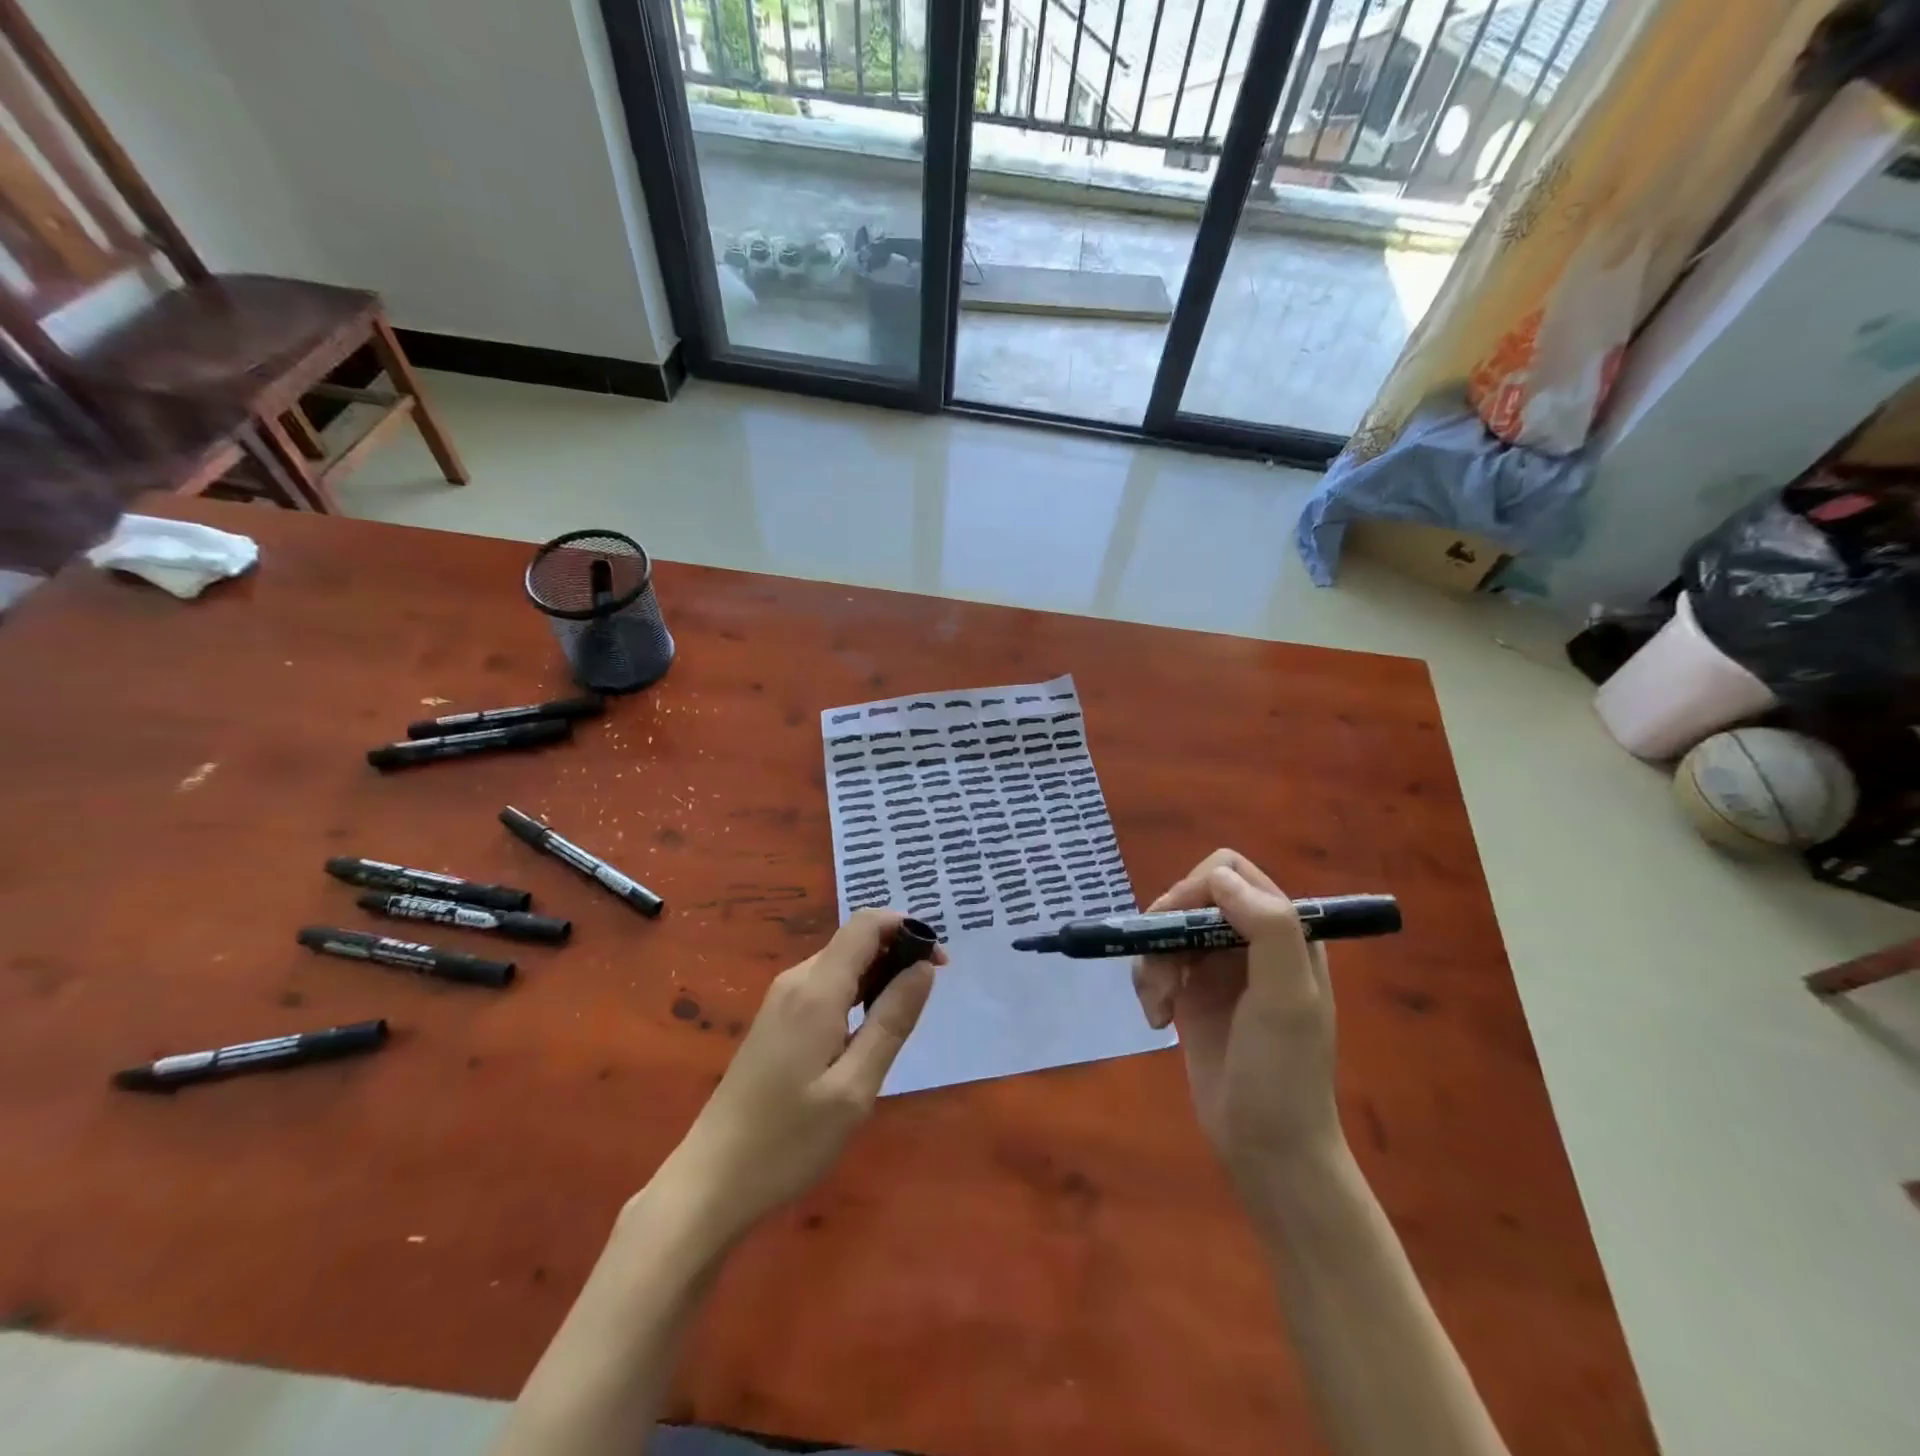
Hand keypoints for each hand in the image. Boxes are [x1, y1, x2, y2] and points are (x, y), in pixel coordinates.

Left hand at [654, 910, 942, 1242]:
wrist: (712, 1181)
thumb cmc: (789, 1141)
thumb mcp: (855, 1087)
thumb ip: (892, 1021)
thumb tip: (925, 968)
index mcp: (816, 990)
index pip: (865, 924)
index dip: (906, 928)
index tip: (938, 962)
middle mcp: (796, 981)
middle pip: (854, 940)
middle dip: (896, 953)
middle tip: (924, 1002)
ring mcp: (782, 1000)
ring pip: (841, 963)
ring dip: (878, 975)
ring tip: (899, 1022)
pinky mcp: (776, 1020)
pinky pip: (825, 986)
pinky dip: (856, 993)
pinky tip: (865, 1034)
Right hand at [1132, 850, 1340, 1188]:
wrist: (1267, 1149)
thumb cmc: (1285, 1072)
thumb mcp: (1288, 997)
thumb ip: (1267, 927)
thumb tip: (1217, 877)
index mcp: (1283, 931)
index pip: (1230, 873)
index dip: (1197, 888)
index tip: (1178, 925)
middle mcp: (1248, 940)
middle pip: (1189, 898)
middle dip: (1166, 928)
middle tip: (1162, 969)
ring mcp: (1217, 968)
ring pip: (1165, 931)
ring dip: (1152, 961)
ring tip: (1158, 1005)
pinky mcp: (1190, 995)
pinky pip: (1154, 964)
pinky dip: (1146, 984)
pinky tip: (1155, 1020)